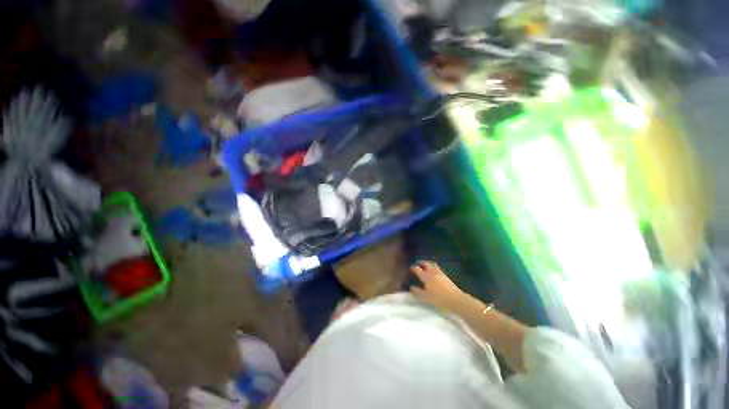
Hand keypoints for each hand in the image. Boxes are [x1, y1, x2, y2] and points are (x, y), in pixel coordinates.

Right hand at [410, 261, 467, 313]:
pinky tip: (436, 273)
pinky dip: (435, 268)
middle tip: (419, 264)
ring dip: (429, 264)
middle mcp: (433, 273)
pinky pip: (439, 269)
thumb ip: (417, 292)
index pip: (418, 269)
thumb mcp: (426, 298)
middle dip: (422, 263)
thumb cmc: (439, 299)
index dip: (413, 268)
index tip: (410, 268)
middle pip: (426, 264)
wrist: (456, 300)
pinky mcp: (447, 277)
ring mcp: (441, 274)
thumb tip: (411, 287)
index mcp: (426, 277)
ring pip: (434, 265)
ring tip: (427, 266)